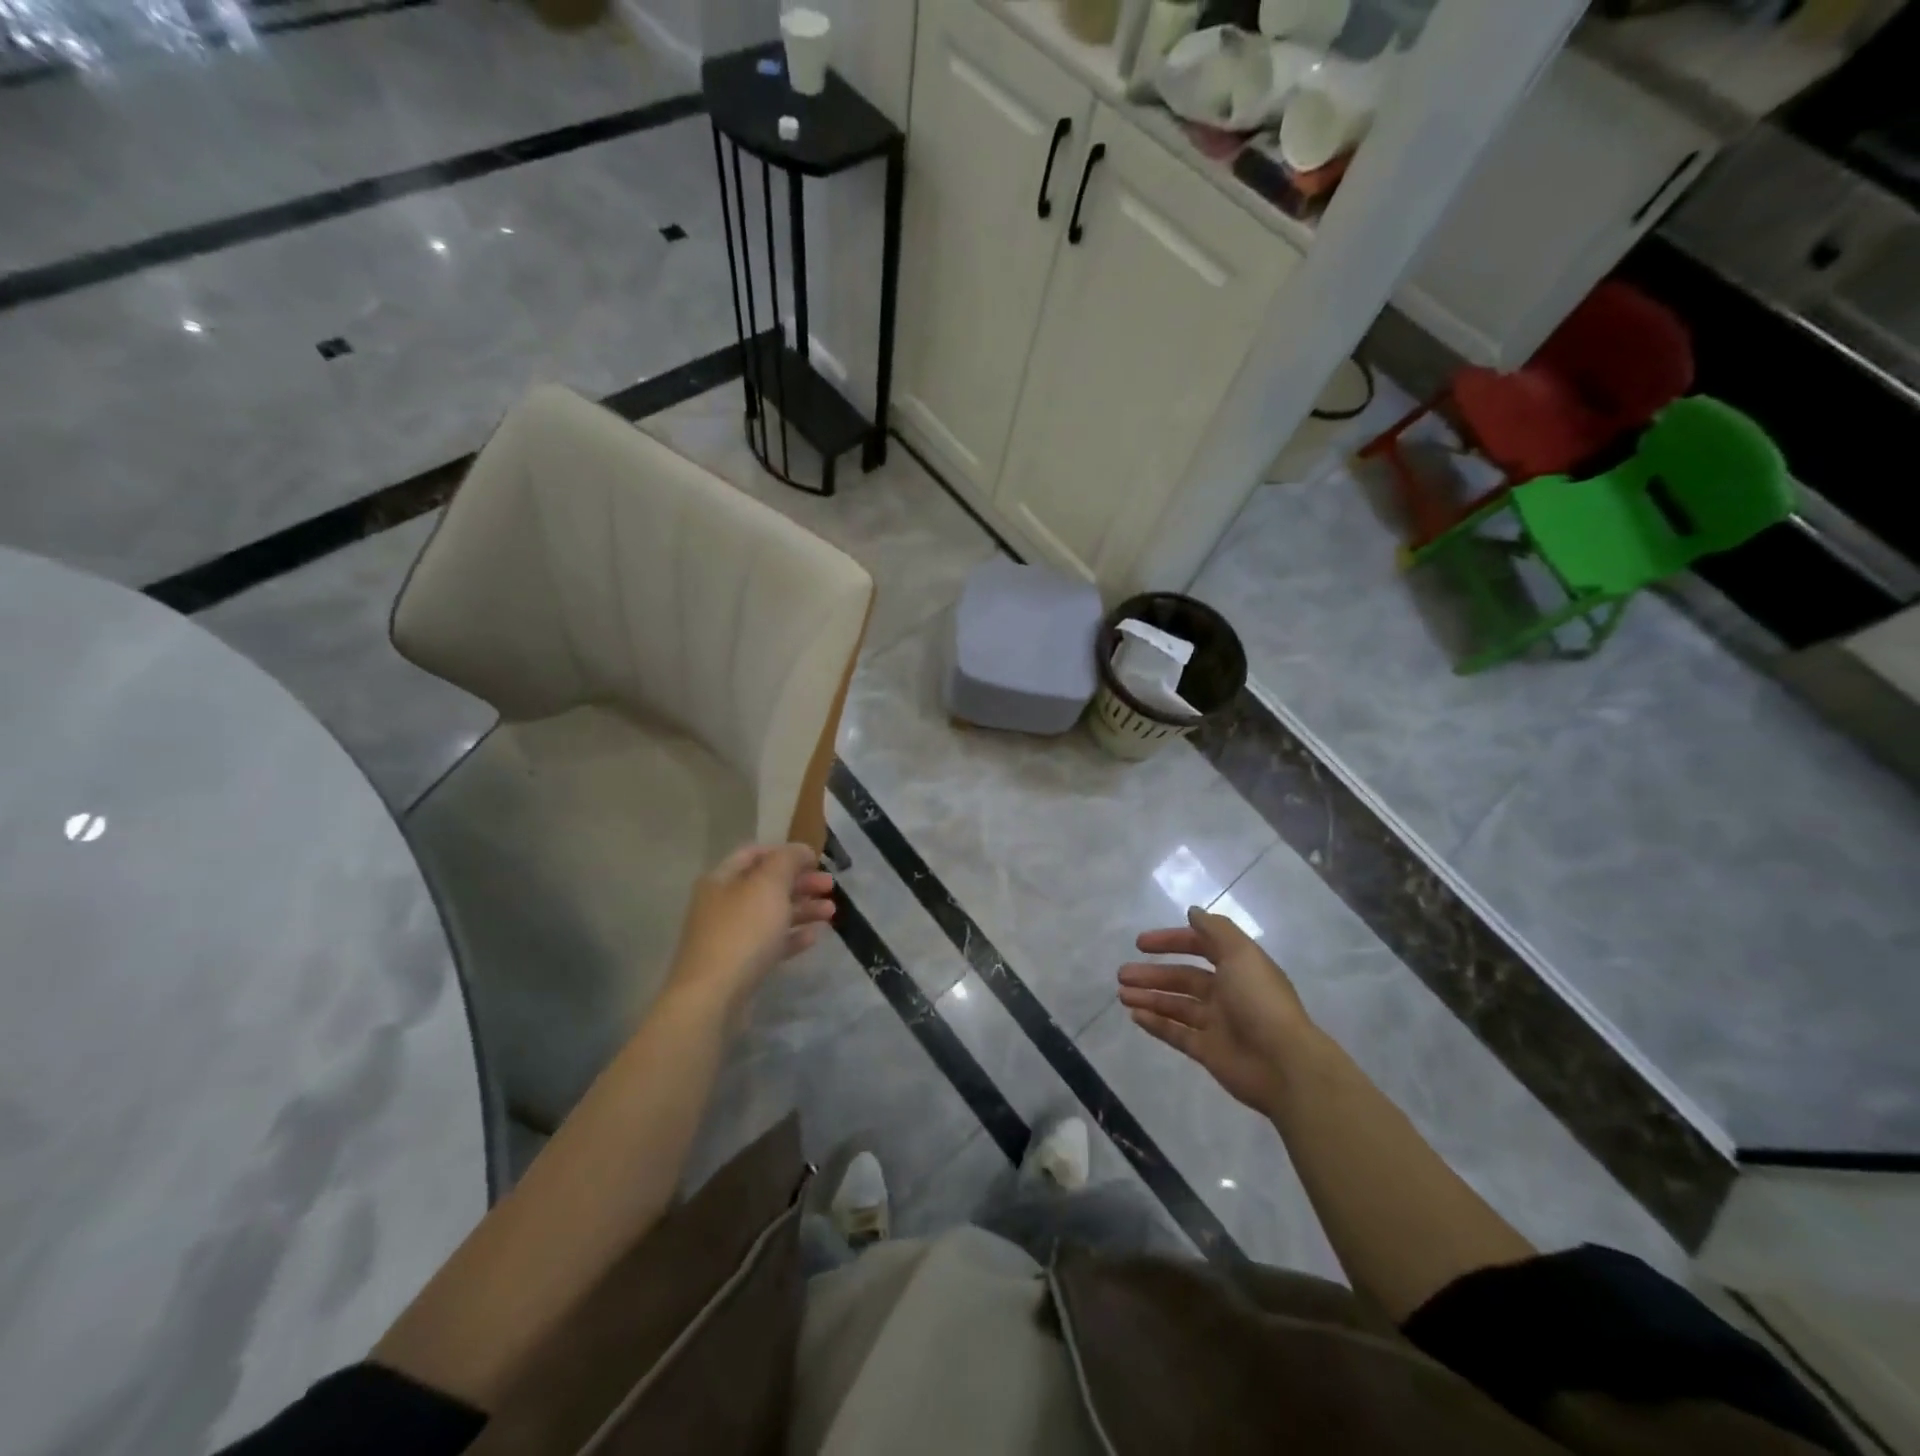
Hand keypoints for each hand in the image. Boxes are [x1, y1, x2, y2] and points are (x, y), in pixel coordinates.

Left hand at [666, 843, 835, 1012]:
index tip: (815, 859)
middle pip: (766, 885)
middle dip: (800, 882)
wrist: (713, 997)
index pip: (754, 853)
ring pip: (771, 914)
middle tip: (830, 886)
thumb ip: (788, 860)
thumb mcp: (769, 884)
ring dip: (802, 909)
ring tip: (832, 912)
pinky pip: (770, 943)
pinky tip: (814, 937)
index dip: (785, 852)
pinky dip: (792, 936)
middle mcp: (722, 904)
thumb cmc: (742, 931)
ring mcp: (729, 936)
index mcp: (722, 879)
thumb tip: (802, 850)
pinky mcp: (739, 965)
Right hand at [1118, 906, 1316, 1117]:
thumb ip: (1215, 930)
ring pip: (1176, 1005)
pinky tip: (1134, 1015)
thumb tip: (1193, 912)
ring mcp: (1218, 1023)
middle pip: (1183, 978)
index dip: (1171, 941)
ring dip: (1148, 997)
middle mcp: (1227, 992)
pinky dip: (1155, 1023)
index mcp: (1238, 967)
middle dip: (1152, 974)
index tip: (1141, 944)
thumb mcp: (1241, 954)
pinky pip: (1176, 1033)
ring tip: (1122, 994)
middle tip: (1122, 974)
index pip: (1200, 947)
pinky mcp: (1209, 1051)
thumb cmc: (1260, 1001)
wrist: (1284, 1065)